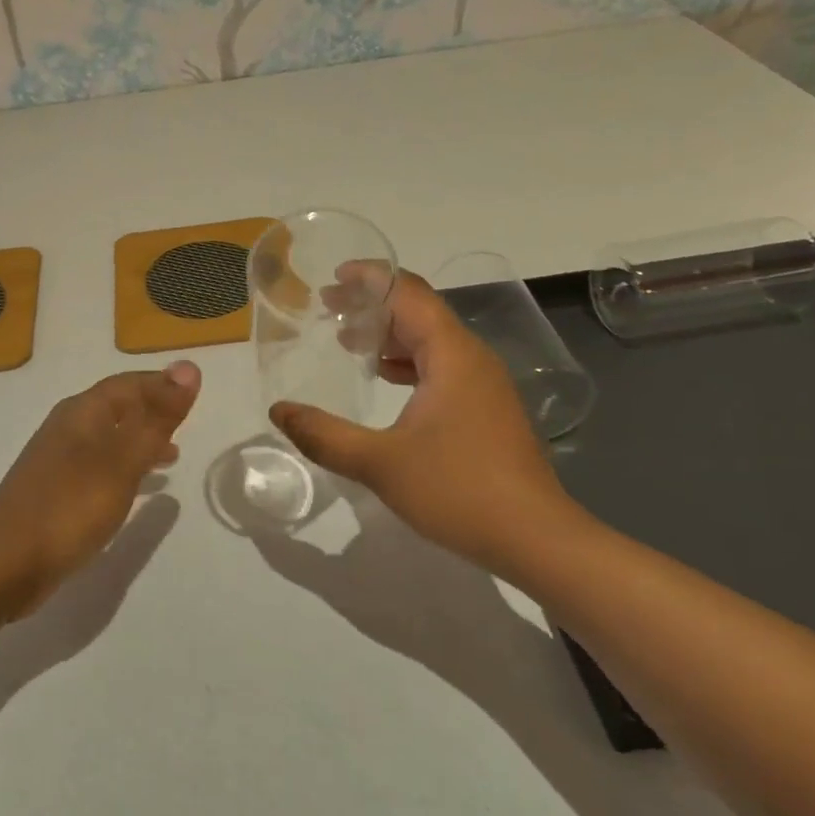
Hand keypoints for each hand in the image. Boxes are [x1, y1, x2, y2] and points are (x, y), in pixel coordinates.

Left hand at [0, 363, 200, 618]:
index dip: (161, 384)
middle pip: (117, 408)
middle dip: (152, 412)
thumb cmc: (69, 507)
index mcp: (81, 413)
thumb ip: (157, 419)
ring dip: (140, 442)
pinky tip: (137, 490)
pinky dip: (125, 470)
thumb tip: (189, 368)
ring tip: (173, 456)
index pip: (128, 384)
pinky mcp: (55, 493)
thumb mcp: (122, 462)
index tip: (193, 394)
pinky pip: (99, 468)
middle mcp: (67, 429)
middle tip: (187, 424)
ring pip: (109, 439)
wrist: (4, 566)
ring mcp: (57, 462)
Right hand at [270, 272, 574, 566]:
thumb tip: (279, 411)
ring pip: (431, 340)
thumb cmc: (458, 490)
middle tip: (328, 308)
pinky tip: (384, 379)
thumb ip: (324, 435)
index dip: (370, 278)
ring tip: (347, 340)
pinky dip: (408, 361)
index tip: (332, 277)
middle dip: (373, 304)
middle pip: (420, 311)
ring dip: (390, 334)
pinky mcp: (485, 408)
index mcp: (450, 354)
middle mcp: (470, 358)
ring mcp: (483, 383)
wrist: (536, 539)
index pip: (408, 293)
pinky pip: (441, 365)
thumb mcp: (380, 463)